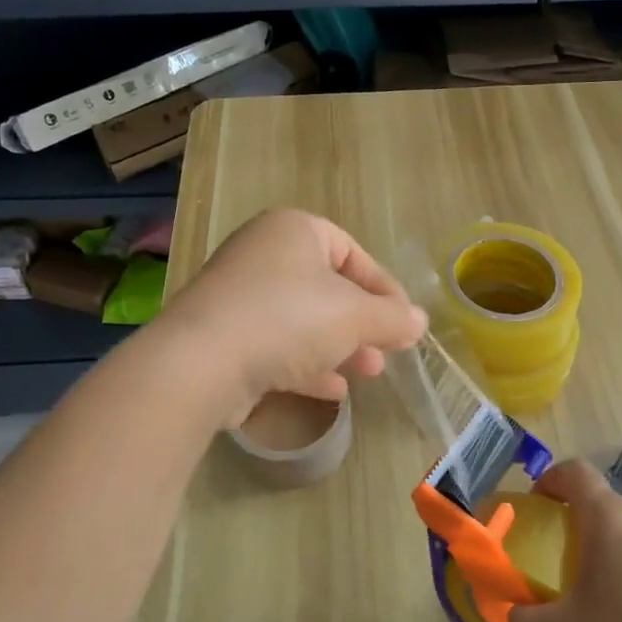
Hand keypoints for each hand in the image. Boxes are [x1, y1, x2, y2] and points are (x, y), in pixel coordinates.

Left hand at [162, 208, 427, 424]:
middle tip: (386, 351)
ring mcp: (238, 296)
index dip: (384, 288)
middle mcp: (262, 254)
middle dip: (362, 323)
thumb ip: (392, 318)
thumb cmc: (289, 319)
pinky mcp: (223, 336)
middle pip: (327, 287)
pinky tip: (330, 390)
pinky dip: (305, 364)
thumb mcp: (355, 316)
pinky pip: (275, 345)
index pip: (352, 252)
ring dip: (338, 346)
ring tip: (367, 373)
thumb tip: (419, 322)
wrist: (201, 363)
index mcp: (293, 230)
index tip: (404, 321)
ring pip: (302, 319)